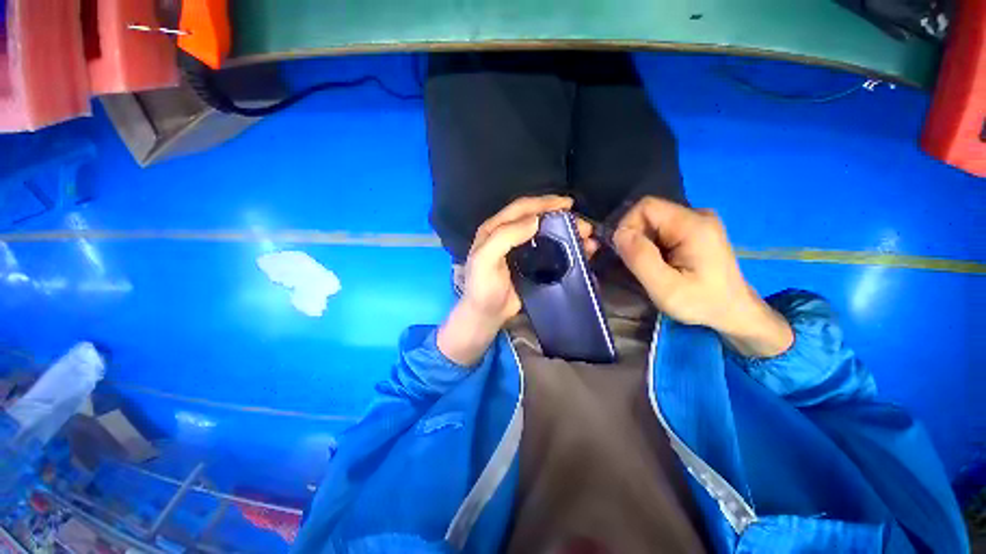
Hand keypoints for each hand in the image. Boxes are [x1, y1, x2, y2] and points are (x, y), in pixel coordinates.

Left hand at [437, 196, 596, 365]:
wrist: (486, 314)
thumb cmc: (482, 287)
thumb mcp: (485, 259)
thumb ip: (505, 236)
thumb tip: (535, 220)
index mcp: (495, 229)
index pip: (521, 208)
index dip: (544, 203)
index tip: (568, 204)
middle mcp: (509, 235)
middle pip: (537, 219)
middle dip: (561, 219)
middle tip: (584, 225)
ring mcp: (521, 251)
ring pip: (546, 235)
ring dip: (567, 234)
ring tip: (588, 240)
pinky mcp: (531, 265)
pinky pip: (550, 252)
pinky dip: (566, 250)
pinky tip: (581, 252)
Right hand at [613, 197, 791, 357]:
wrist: (734, 312)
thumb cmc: (702, 303)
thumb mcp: (665, 288)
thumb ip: (641, 259)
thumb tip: (619, 233)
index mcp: (693, 225)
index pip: (646, 207)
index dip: (627, 226)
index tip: (625, 253)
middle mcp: (697, 215)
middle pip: (649, 213)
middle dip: (635, 237)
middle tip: (638, 264)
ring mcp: (698, 221)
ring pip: (653, 221)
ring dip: (642, 242)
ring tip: (650, 266)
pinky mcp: (696, 229)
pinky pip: (661, 228)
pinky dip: (652, 244)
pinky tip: (660, 262)